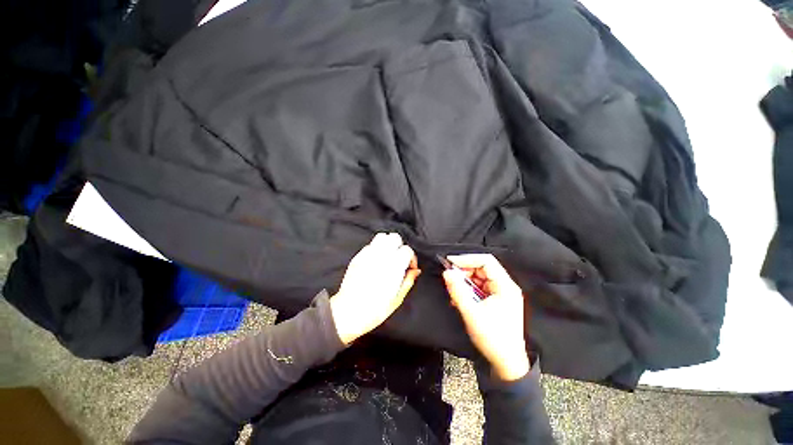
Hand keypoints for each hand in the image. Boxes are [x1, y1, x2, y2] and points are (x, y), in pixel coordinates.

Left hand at [330, 233, 419, 344]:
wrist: (349, 313)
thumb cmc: (373, 310)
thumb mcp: (397, 299)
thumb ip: (408, 281)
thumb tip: (415, 271)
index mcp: (394, 266)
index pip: (407, 250)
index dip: (411, 258)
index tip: (409, 267)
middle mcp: (381, 257)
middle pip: (395, 237)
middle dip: (400, 246)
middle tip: (400, 259)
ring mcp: (368, 255)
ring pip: (382, 236)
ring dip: (388, 243)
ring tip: (388, 256)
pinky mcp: (358, 257)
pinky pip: (369, 245)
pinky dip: (375, 249)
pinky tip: (376, 261)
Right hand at [442, 254, 529, 380]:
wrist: (506, 362)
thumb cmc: (492, 338)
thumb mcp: (471, 312)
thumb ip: (457, 290)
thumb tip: (447, 272)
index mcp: (505, 286)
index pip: (486, 261)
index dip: (467, 259)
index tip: (450, 262)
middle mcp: (505, 286)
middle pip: (482, 268)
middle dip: (464, 271)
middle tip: (450, 279)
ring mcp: (502, 293)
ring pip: (480, 278)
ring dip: (465, 282)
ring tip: (454, 292)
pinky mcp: (497, 300)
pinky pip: (480, 288)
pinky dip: (469, 290)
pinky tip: (460, 298)